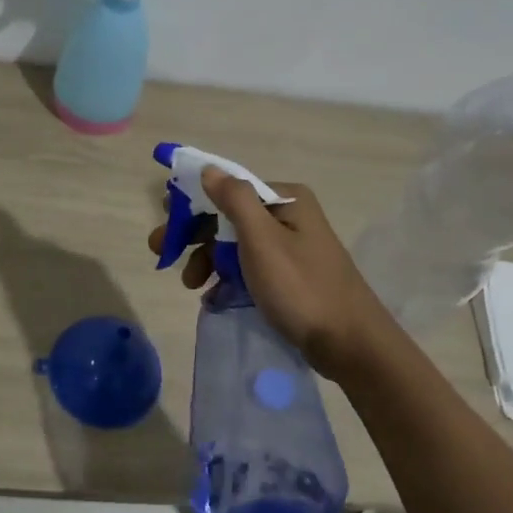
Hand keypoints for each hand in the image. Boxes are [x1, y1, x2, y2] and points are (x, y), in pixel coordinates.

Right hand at [147, 167, 392, 378]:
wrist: (350, 344)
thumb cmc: (301, 287)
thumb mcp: (262, 240)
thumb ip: (234, 200)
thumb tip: (209, 169)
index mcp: (286, 198)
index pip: (229, 189)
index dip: (193, 204)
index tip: (166, 224)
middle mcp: (290, 215)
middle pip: (230, 216)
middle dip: (196, 235)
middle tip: (163, 254)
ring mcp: (292, 246)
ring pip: (237, 243)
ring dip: (209, 259)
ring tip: (191, 285)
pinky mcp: (291, 275)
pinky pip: (250, 267)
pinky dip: (228, 276)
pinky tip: (213, 295)